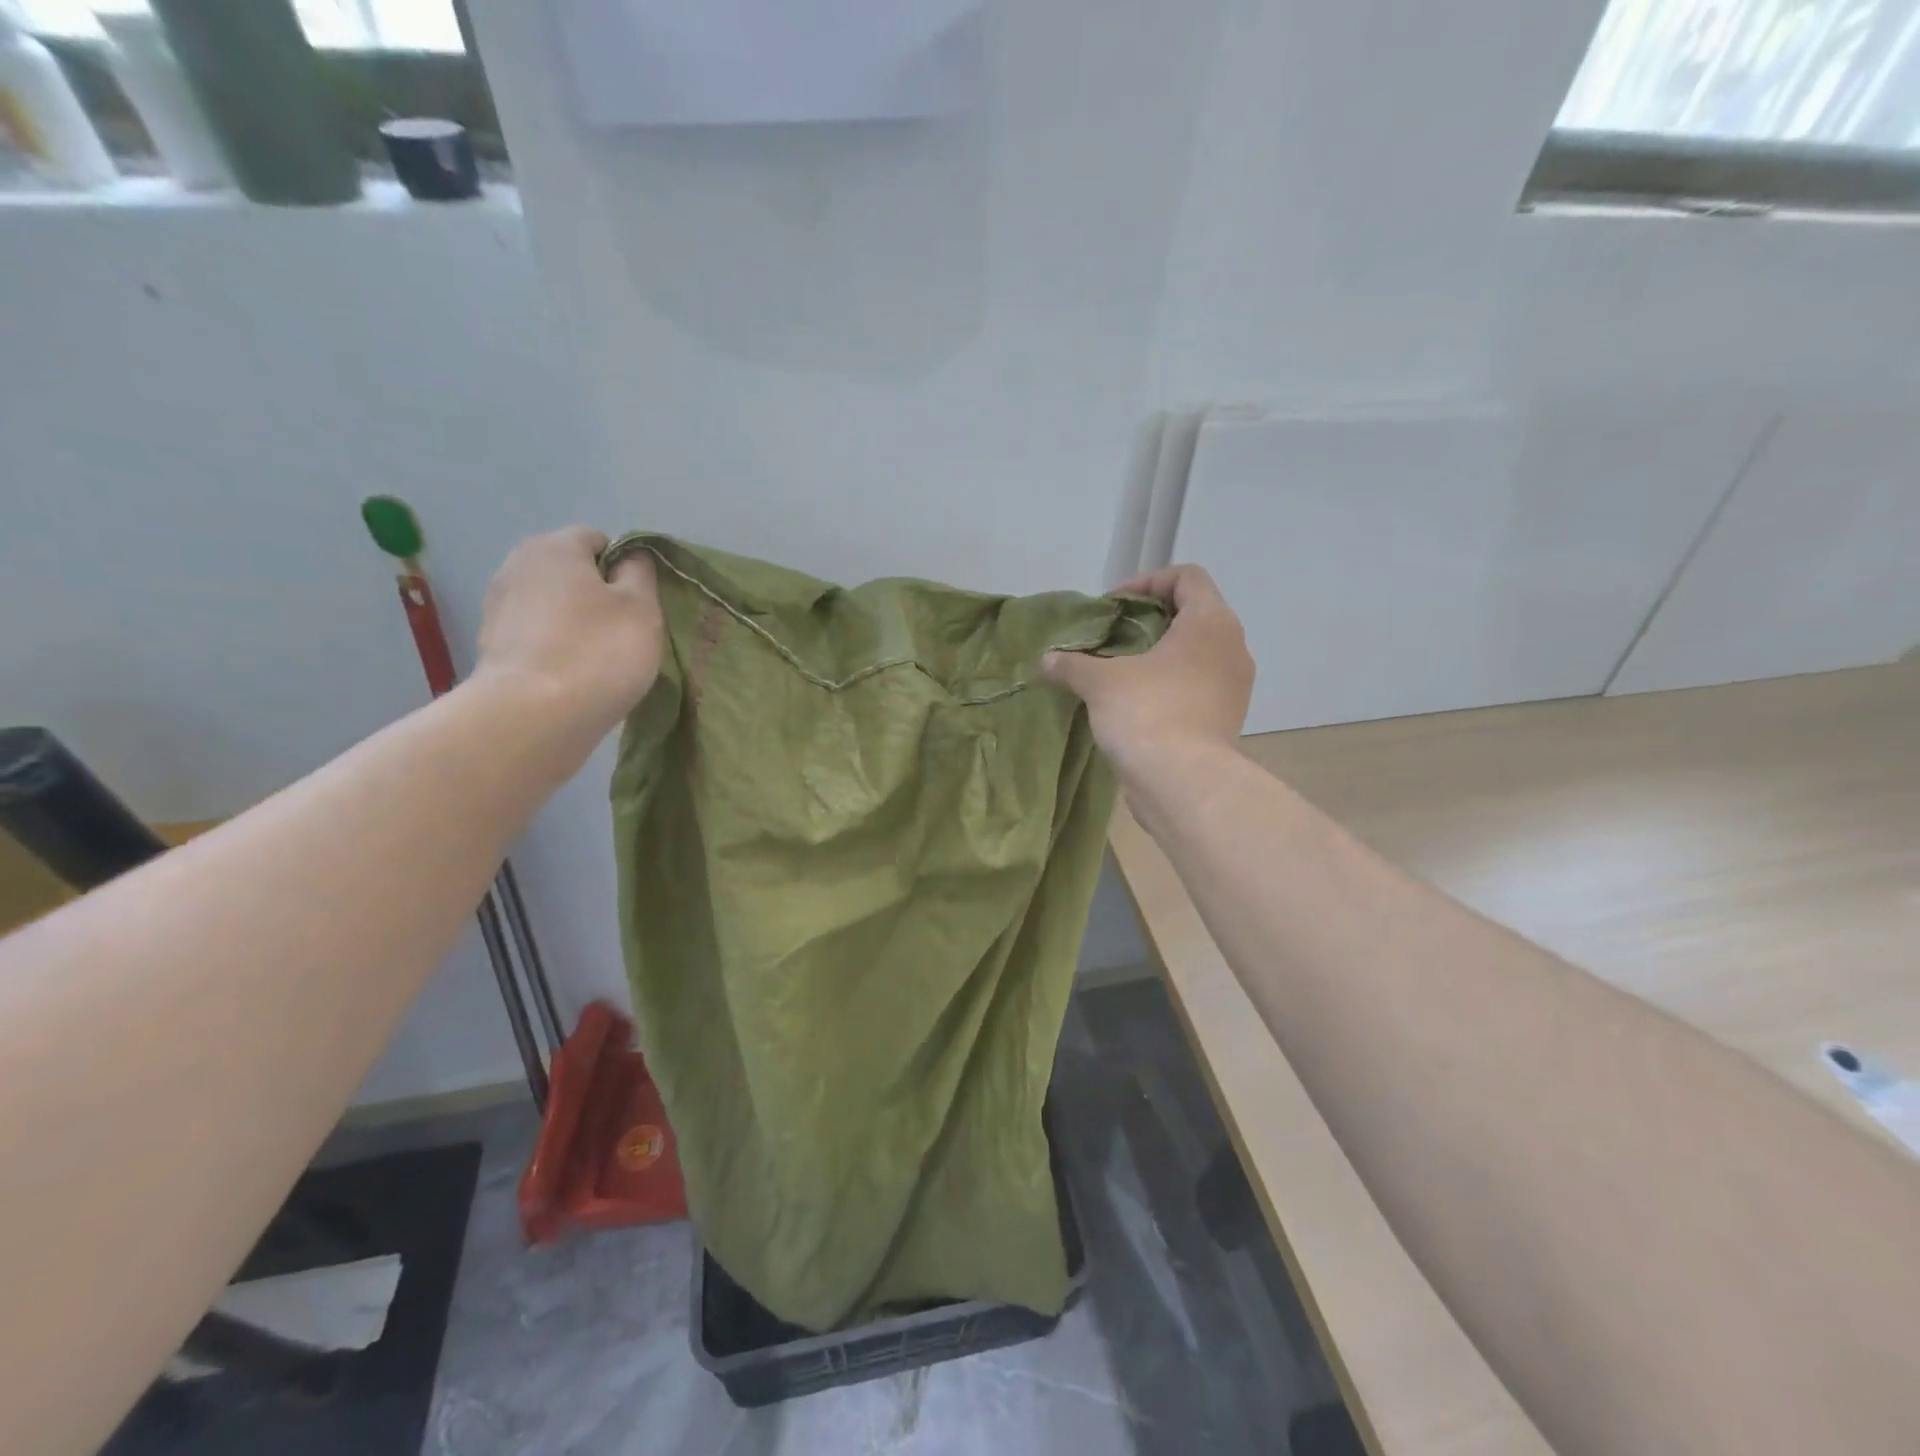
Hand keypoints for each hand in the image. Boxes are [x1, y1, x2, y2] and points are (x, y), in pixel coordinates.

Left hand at [473, 527, 662, 743]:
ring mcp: (498, 608)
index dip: (625, 568)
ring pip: (553, 607)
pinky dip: (555, 650)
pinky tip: (573, 678)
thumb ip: (640, 573)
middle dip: (598, 597)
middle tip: (625, 633)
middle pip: (571, 573)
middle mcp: (517, 566)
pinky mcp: (492, 648)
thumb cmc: (598, 652)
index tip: (640, 604)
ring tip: (599, 661)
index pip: (598, 540)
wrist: (533, 717)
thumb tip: (630, 558)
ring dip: (576, 625)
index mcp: (554, 547)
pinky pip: (537, 638)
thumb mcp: (641, 607)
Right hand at [1043, 565, 1252, 780]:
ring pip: (1197, 653)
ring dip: (1160, 655)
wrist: (1183, 783)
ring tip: (1120, 670)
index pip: (1187, 577)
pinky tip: (1135, 702)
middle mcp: (1232, 647)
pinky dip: (1169, 685)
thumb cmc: (1148, 713)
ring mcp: (1234, 686)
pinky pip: (1198, 686)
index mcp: (1210, 622)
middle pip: (1193, 614)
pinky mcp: (1226, 719)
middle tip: (1113, 636)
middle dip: (1150, 620)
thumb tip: (1046, 661)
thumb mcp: (1100, 682)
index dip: (1147, 581)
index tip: (1114, 605)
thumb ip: (1072, 664)